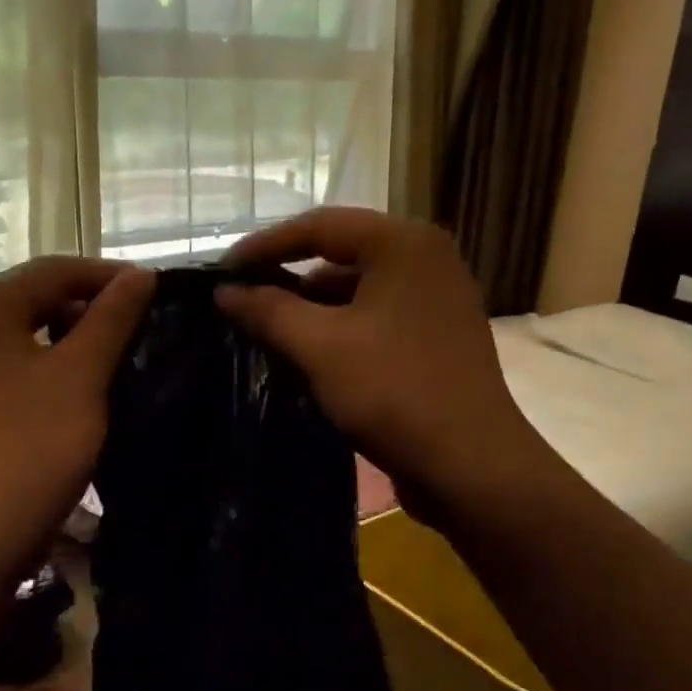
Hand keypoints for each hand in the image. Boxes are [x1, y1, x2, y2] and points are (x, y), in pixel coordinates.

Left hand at [0, 256, 153, 573]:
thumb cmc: (33, 446)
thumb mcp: (81, 375)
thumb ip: (111, 318)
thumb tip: (140, 275)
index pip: (53, 270)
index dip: (109, 275)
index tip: (156, 292)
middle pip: (35, 299)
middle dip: (90, 307)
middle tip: (140, 325)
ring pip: (25, 336)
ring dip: (73, 340)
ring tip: (118, 355)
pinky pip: (12, 368)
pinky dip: (49, 368)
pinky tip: (81, 388)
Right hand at [217, 209, 544, 521]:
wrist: (469, 465)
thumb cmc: (394, 392)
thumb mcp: (321, 347)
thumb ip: (269, 311)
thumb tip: (225, 290)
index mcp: (404, 244)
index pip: (320, 225)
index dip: (264, 246)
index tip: (222, 272)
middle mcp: (427, 260)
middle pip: (342, 255)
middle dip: (289, 280)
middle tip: (242, 303)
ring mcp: (437, 301)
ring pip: (360, 292)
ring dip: (313, 311)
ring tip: (268, 334)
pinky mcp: (438, 339)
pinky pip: (378, 320)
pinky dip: (342, 332)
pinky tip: (310, 358)